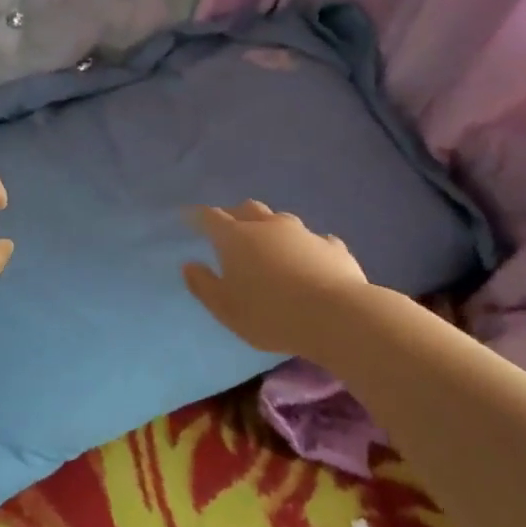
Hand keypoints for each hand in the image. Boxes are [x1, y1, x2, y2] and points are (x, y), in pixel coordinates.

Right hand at [183, 200, 369, 356]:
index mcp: (236, 238)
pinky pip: (315, 240)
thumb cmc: (270, 315)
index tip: (188, 217)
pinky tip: (310, 259)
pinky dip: (306, 247)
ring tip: (269, 244)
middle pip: (247, 209)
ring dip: (271, 228)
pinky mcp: (332, 247)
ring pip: (281, 220)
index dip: (197, 216)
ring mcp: (303, 233)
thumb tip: (189, 265)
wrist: (337, 317)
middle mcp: (268, 227)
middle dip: (235, 215)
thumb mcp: (226, 309)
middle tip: (229, 229)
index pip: (210, 218)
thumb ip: (204, 286)